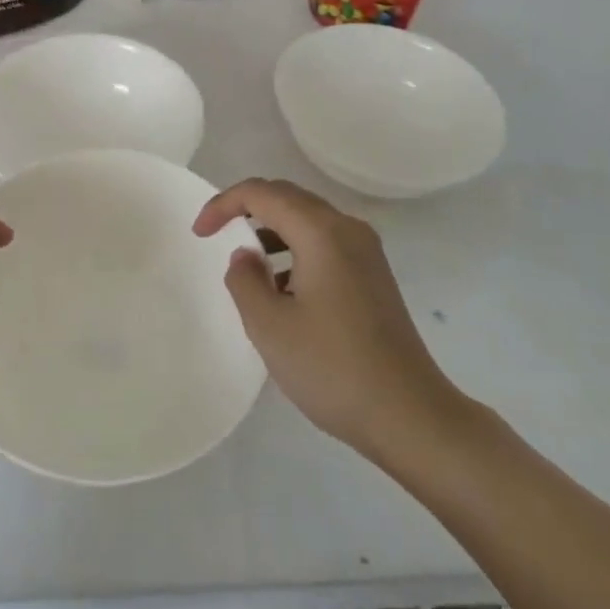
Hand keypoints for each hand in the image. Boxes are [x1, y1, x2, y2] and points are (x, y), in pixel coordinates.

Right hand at [194, 178, 465, 465]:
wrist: (410, 415)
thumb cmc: (333, 368)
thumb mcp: (270, 326)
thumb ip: (245, 281)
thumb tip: (246, 256)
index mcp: (321, 232)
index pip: (263, 193)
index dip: (224, 204)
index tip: (200, 233)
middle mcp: (347, 229)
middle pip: (288, 197)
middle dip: (247, 209)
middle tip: (216, 234)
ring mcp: (367, 252)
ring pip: (308, 220)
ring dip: (272, 231)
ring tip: (248, 267)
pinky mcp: (374, 276)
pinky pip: (325, 243)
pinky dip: (295, 250)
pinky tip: (284, 290)